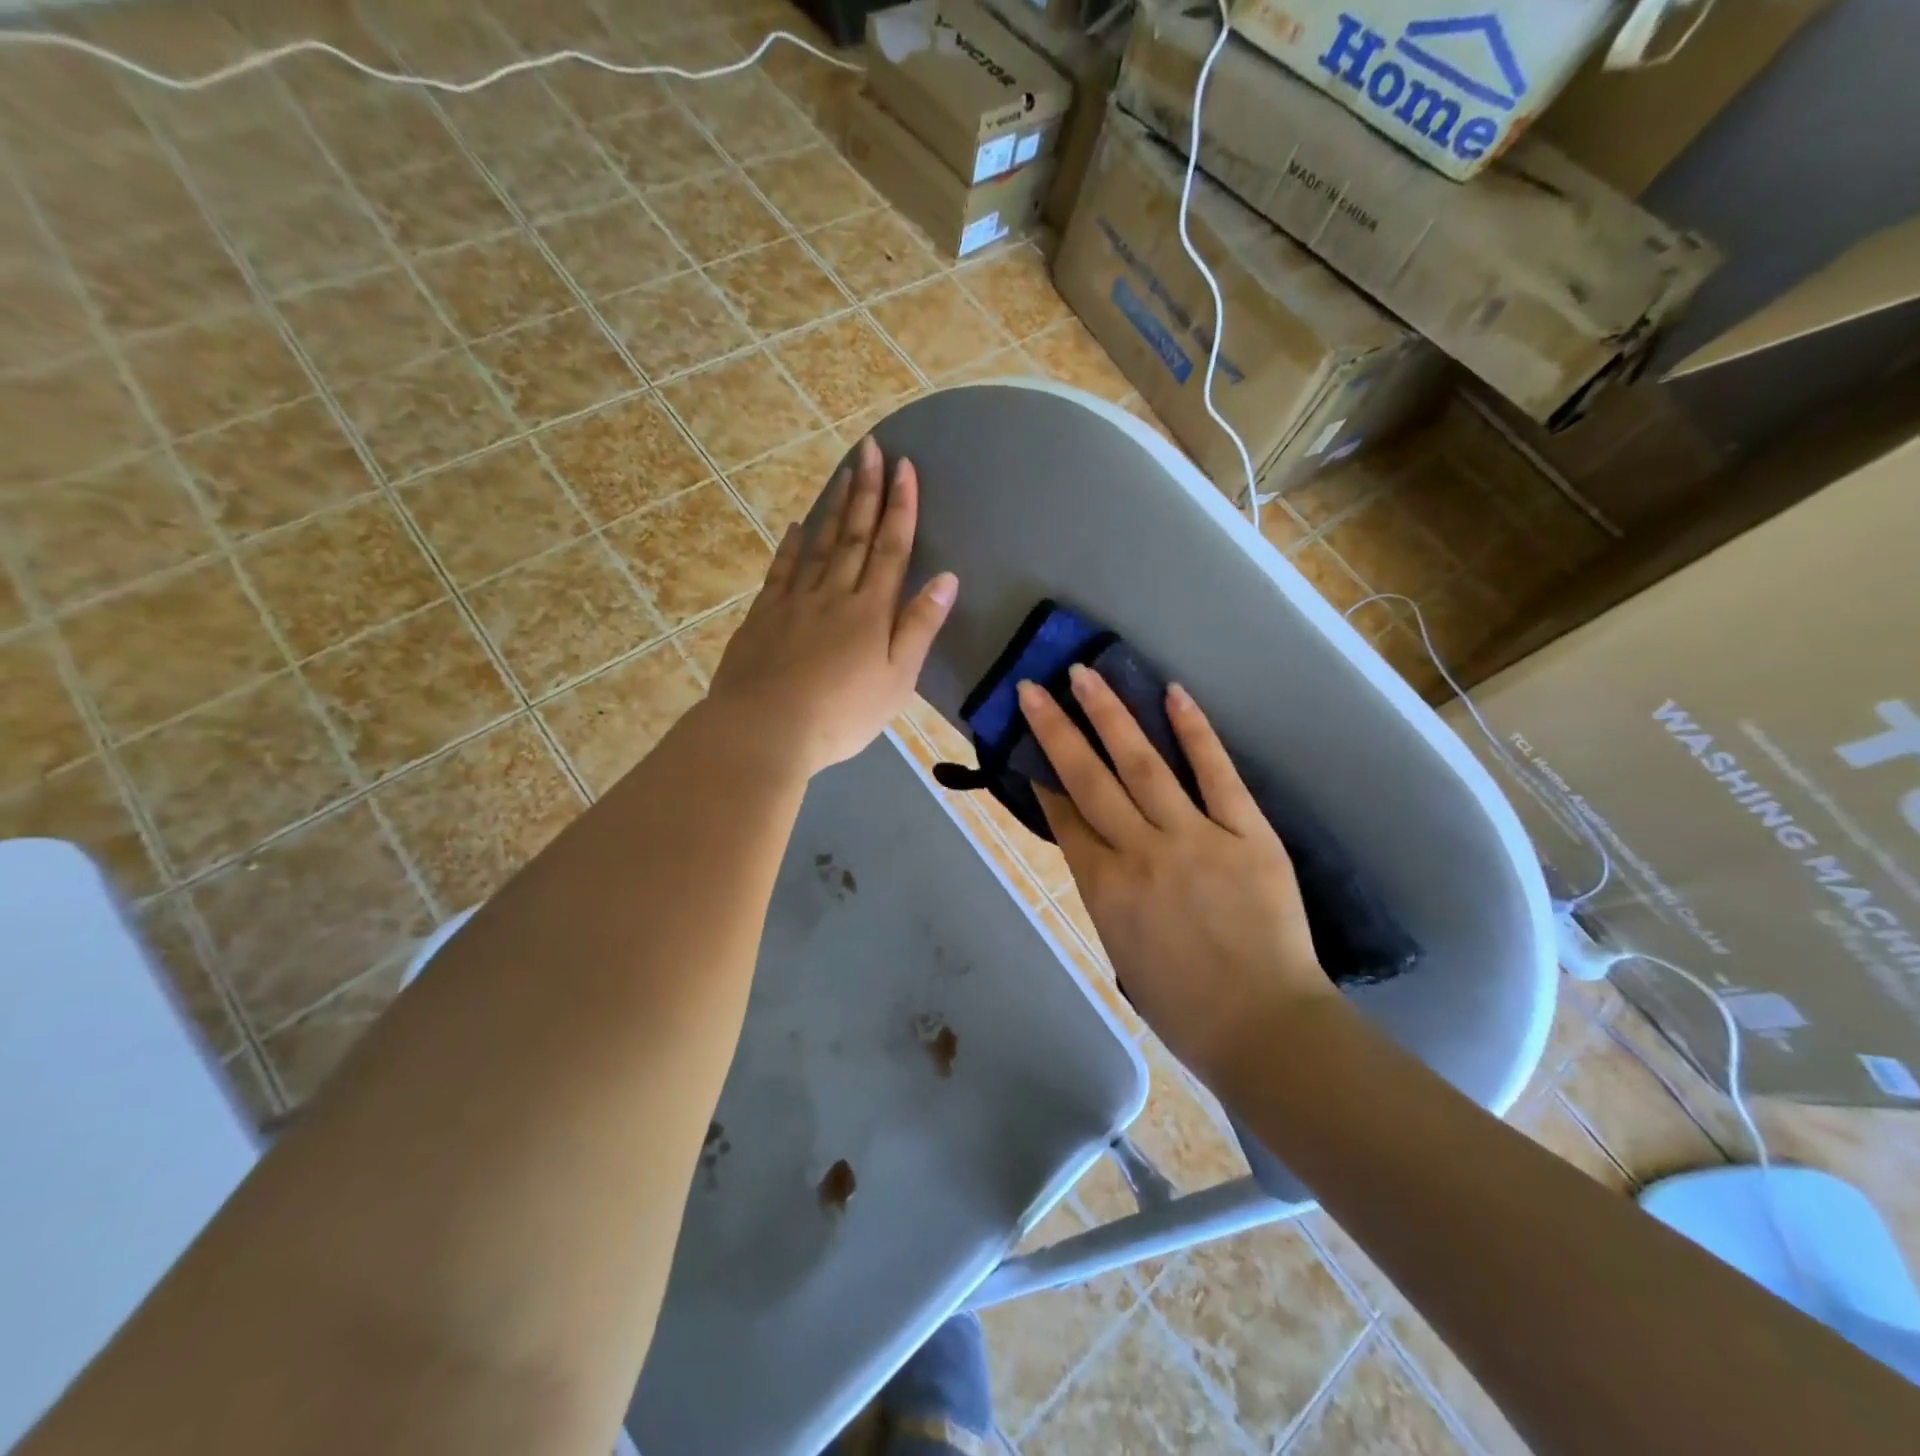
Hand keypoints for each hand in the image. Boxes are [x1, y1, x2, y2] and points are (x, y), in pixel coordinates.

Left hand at [707, 437, 956, 777]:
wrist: (765, 729)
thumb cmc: (842, 714)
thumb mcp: (897, 679)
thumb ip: (920, 627)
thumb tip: (946, 578)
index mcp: (871, 610)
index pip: (891, 547)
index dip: (900, 506)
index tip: (905, 466)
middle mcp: (834, 593)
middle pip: (855, 535)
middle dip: (867, 490)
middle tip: (872, 448)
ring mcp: (794, 601)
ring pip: (819, 544)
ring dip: (834, 507)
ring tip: (844, 473)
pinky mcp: (763, 615)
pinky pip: (781, 570)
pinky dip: (791, 546)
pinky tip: (795, 527)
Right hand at [1019, 667, 1335, 1085]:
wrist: (1264, 1027)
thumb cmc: (1183, 1005)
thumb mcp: (1119, 949)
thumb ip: (1104, 890)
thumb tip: (1096, 844)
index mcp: (1104, 888)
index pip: (1066, 818)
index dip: (1043, 778)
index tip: (1027, 743)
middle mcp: (1140, 853)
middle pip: (1089, 779)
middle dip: (1057, 730)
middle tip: (1034, 688)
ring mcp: (1194, 837)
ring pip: (1142, 764)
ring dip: (1110, 714)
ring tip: (1085, 674)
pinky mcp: (1246, 832)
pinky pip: (1216, 773)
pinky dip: (1194, 731)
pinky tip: (1172, 693)